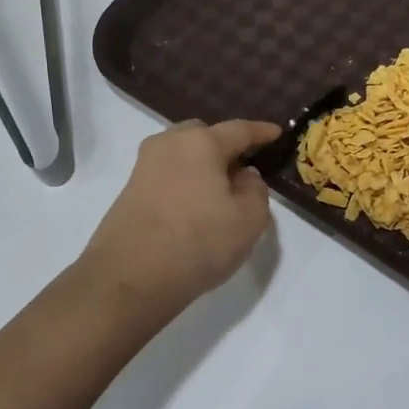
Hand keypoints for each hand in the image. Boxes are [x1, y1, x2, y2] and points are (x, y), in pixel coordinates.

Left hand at [81, 119, 282, 310]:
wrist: (130, 278)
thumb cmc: (198, 241)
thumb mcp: (249, 219)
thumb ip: (256, 190)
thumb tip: (244, 176)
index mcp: (201, 143)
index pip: (239, 130)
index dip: (261, 132)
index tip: (278, 134)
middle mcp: (169, 145)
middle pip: (203, 136)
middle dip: (225, 146)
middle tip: (245, 168)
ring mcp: (144, 168)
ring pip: (182, 156)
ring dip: (203, 167)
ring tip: (221, 192)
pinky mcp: (130, 193)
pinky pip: (168, 176)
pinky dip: (185, 184)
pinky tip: (196, 209)